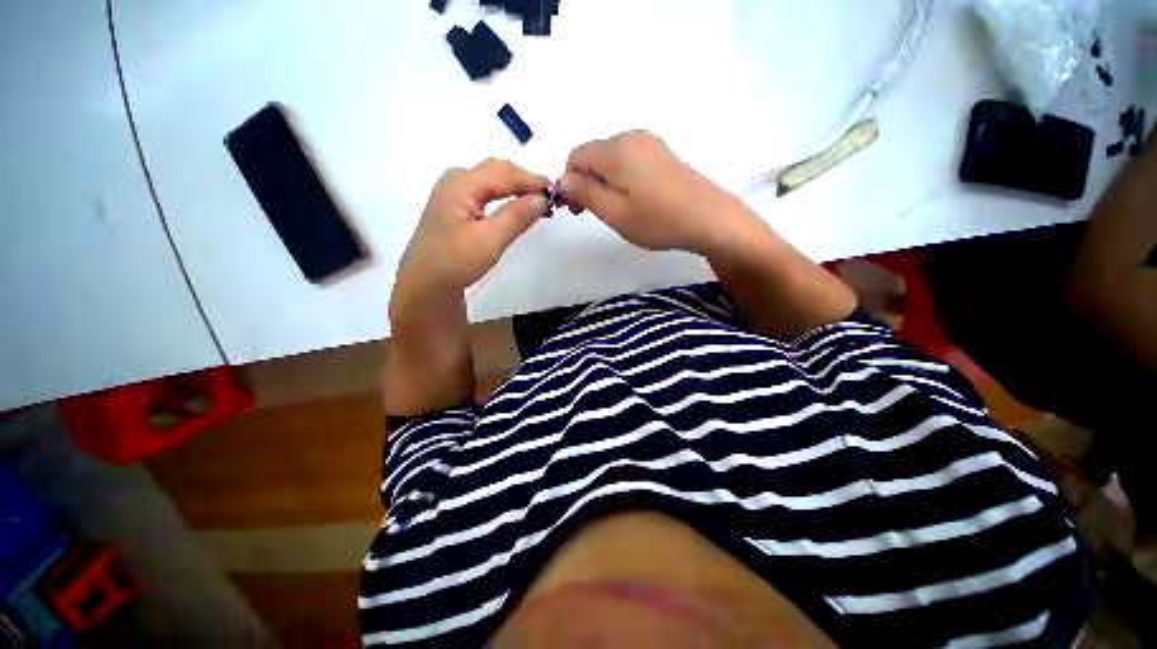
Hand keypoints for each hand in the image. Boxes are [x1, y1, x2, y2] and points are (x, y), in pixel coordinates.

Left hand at [395, 159, 549, 297]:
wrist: (425, 283)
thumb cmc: (455, 262)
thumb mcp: (490, 241)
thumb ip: (517, 216)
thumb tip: (543, 198)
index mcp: (461, 184)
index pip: (505, 173)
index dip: (533, 181)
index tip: (557, 193)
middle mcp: (456, 180)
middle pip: (498, 170)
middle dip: (526, 181)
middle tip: (551, 200)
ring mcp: (454, 191)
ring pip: (493, 179)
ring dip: (518, 187)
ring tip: (539, 203)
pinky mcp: (456, 204)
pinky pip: (487, 190)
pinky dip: (506, 195)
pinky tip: (518, 206)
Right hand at [556, 130, 750, 254]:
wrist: (709, 219)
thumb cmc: (657, 220)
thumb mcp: (613, 212)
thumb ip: (584, 193)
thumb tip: (562, 180)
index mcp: (615, 149)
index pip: (575, 156)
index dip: (570, 183)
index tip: (578, 209)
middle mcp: (631, 137)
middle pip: (592, 155)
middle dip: (586, 182)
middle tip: (597, 213)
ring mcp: (650, 143)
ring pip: (611, 160)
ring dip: (604, 183)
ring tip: (618, 210)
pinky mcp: (662, 154)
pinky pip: (629, 161)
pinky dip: (621, 179)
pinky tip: (635, 200)